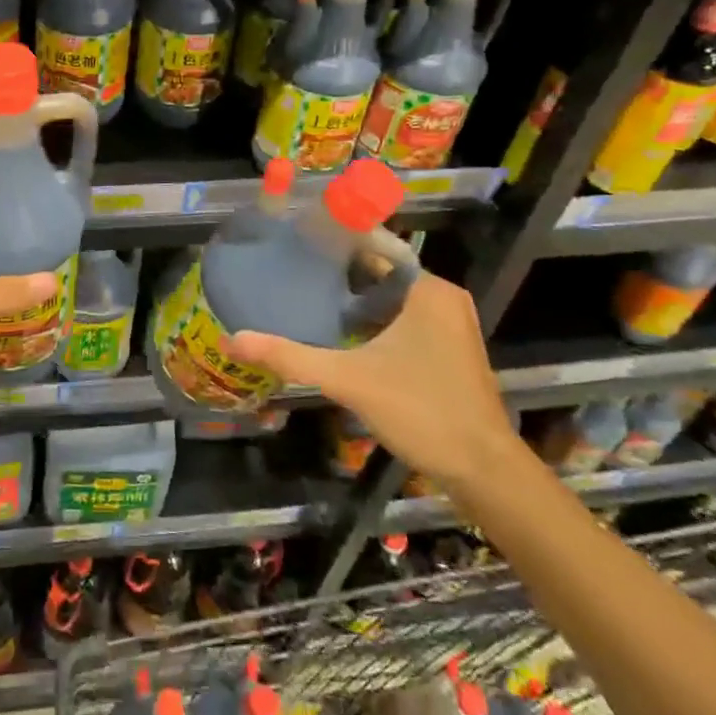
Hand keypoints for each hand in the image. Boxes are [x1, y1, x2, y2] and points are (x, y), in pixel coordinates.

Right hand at [226, 272, 522, 492]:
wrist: (483, 471)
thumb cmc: (422, 411)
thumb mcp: (349, 380)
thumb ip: (291, 357)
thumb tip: (232, 339)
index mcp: (428, 290)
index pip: (374, 248)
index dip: (333, 245)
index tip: (294, 243)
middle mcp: (442, 298)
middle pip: (380, 273)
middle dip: (338, 274)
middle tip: (290, 272)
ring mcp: (449, 325)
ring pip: (391, 298)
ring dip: (354, 300)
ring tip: (305, 296)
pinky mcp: (448, 349)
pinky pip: (403, 319)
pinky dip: (373, 320)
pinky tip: (339, 332)